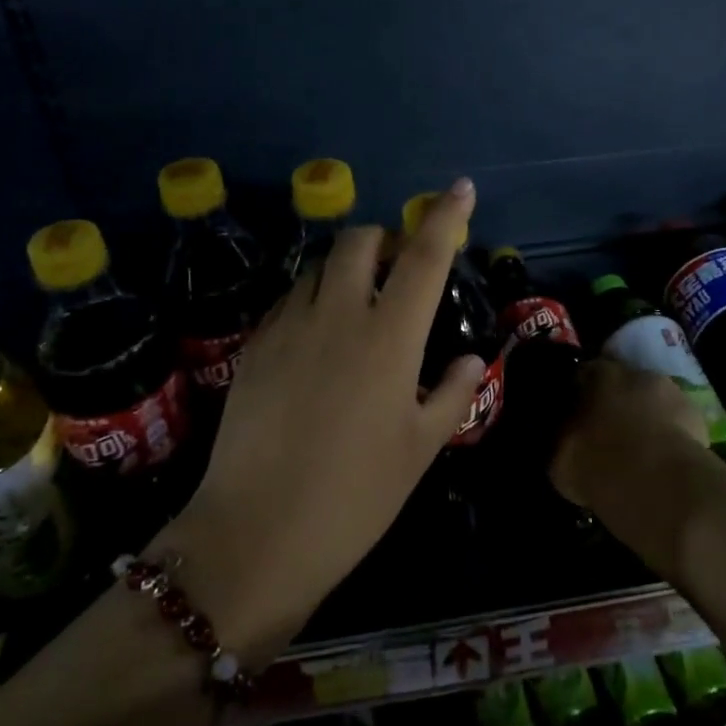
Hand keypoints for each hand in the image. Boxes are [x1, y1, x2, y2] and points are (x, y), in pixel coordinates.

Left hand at [150, 178, 484, 663]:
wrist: (254, 536)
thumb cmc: (354, 497)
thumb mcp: (419, 449)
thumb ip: (451, 393)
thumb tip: (471, 359)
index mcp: (389, 336)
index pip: (423, 256)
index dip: (444, 216)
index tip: (460, 188)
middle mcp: (338, 314)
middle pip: (358, 241)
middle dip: (383, 239)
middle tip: (397, 271)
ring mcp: (288, 325)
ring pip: (319, 266)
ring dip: (345, 269)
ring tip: (357, 305)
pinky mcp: (253, 345)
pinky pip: (289, 300)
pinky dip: (312, 299)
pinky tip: (317, 339)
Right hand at [549, 357, 709, 513]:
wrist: (659, 486)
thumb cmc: (599, 465)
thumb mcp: (560, 459)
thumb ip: (563, 438)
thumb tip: (564, 437)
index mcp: (598, 375)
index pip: (584, 374)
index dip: (579, 395)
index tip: (576, 416)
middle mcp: (636, 374)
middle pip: (623, 385)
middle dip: (616, 404)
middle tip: (608, 433)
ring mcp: (671, 393)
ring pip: (653, 403)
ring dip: (646, 419)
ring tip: (639, 451)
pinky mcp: (698, 419)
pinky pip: (677, 424)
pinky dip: (670, 437)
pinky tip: (663, 462)